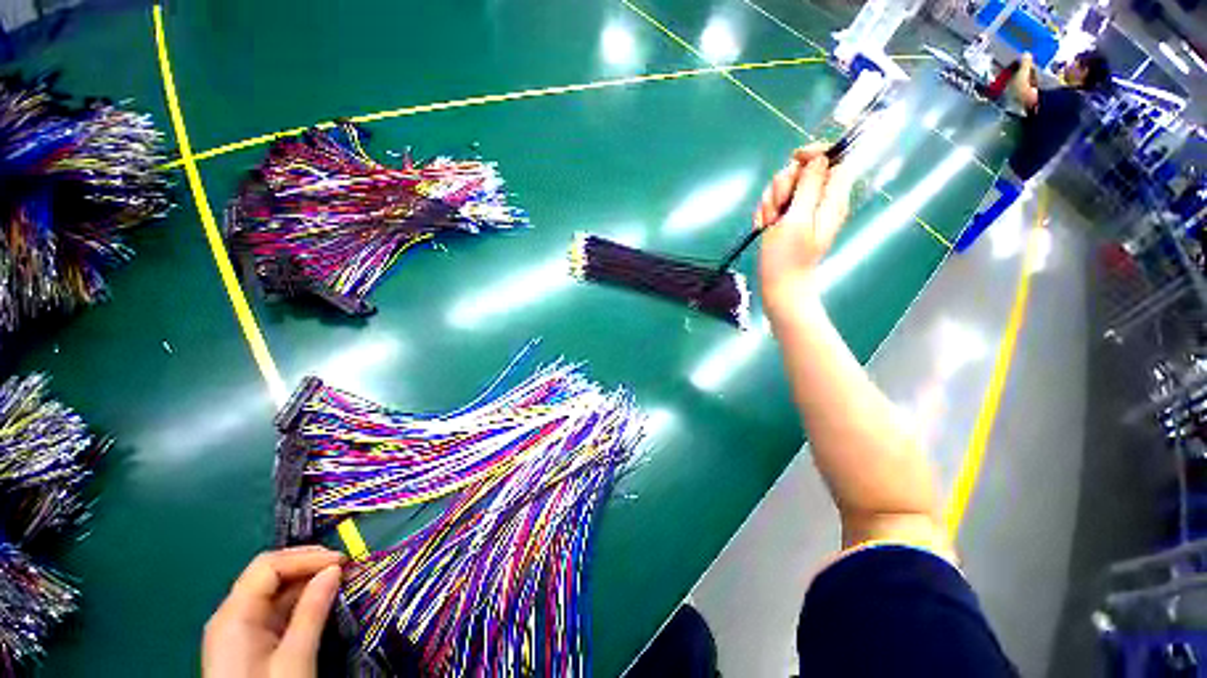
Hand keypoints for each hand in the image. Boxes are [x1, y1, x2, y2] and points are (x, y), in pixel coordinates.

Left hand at [203, 546, 344, 677]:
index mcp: (234, 615)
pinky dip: (298, 600)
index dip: (306, 557)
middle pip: (268, 574)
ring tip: (337, 581)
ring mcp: (237, 630)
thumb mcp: (294, 659)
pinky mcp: (247, 643)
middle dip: (307, 565)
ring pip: (272, 591)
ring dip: (306, 582)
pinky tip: (319, 601)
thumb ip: (312, 612)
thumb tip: (334, 570)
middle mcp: (231, 616)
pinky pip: (273, 610)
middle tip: (343, 567)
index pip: (268, 567)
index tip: (343, 561)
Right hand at [756, 145, 852, 317]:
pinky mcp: (787, 219)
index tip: (795, 159)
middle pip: (803, 171)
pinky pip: (775, 203)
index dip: (815, 153)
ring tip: (768, 222)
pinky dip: (765, 212)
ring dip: (770, 201)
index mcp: (832, 199)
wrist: (779, 286)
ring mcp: (802, 210)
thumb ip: (809, 187)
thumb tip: (818, 158)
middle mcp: (819, 201)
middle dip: (784, 184)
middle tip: (777, 207)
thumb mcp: (797, 220)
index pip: (834, 160)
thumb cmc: (788, 258)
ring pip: (784, 187)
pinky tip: (763, 227)